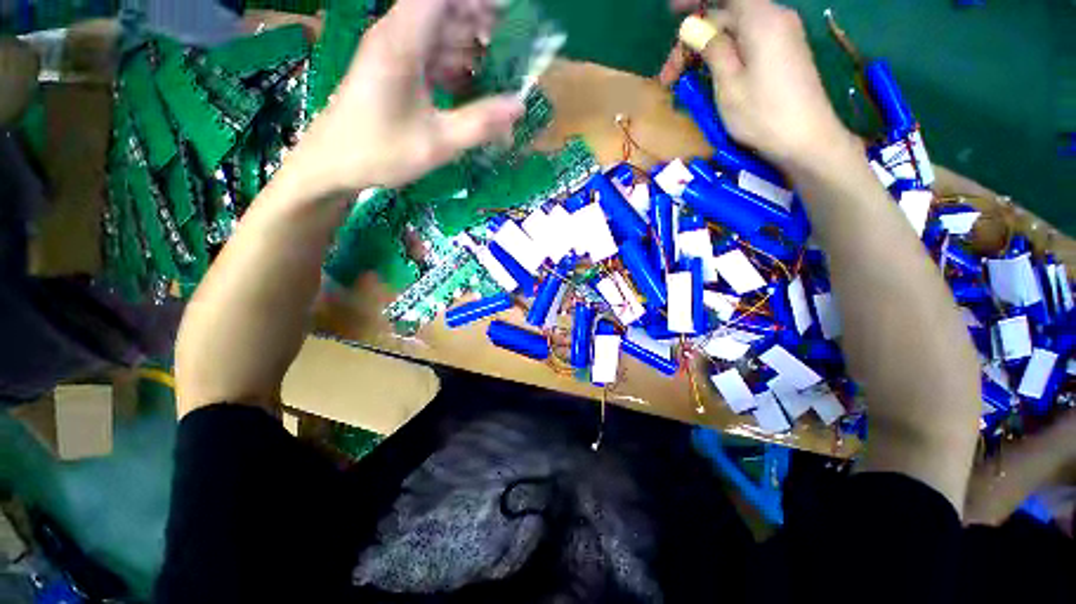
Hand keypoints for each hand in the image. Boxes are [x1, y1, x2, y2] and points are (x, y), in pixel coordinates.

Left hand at [289, 0, 523, 194]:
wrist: (333, 164)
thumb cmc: (379, 152)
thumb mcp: (436, 143)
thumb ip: (479, 124)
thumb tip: (519, 107)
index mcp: (403, 42)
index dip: (479, 0)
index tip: (511, 15)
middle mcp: (399, 35)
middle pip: (446, 9)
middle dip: (483, 23)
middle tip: (517, 52)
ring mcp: (397, 52)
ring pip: (442, 32)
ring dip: (473, 47)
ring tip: (504, 73)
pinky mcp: (397, 68)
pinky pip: (433, 55)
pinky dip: (457, 66)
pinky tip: (475, 88)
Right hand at [677, 1, 854, 168]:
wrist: (806, 139)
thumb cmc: (763, 114)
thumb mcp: (729, 84)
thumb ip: (712, 50)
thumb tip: (693, 28)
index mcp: (761, 19)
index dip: (695, 1)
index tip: (671, 12)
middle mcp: (774, 18)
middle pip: (727, 16)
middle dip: (694, 40)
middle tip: (669, 76)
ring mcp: (782, 35)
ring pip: (735, 31)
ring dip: (706, 51)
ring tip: (684, 80)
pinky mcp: (784, 52)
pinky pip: (748, 42)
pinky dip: (724, 54)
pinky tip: (710, 76)